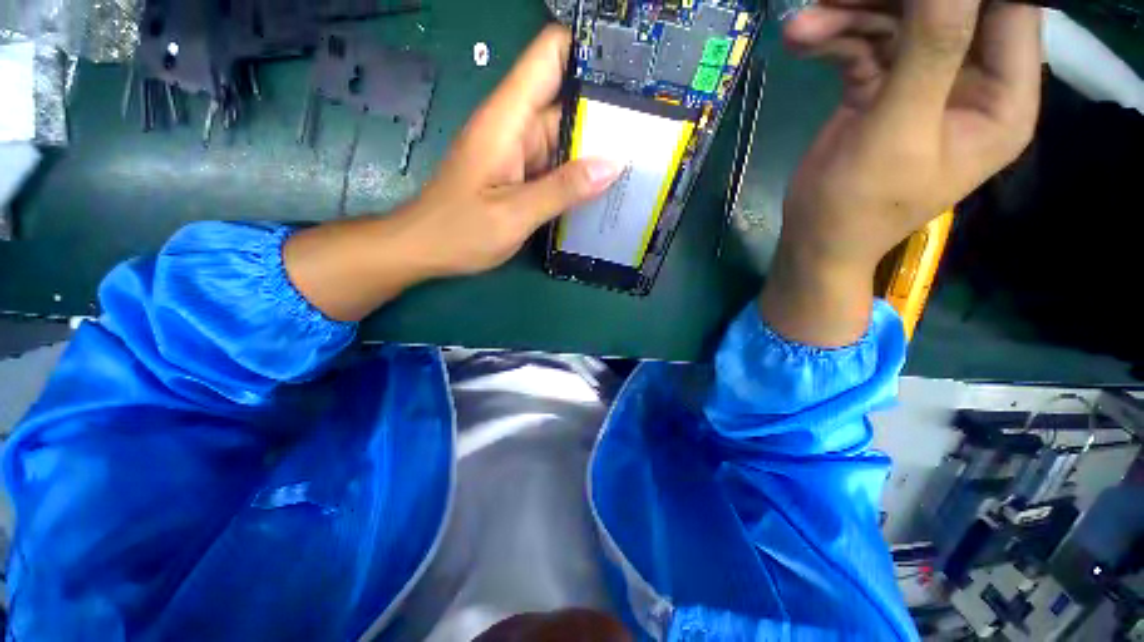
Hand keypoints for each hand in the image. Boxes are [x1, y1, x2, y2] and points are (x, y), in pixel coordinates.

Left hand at [407, 25, 621, 275]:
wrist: (425, 249)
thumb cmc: (460, 231)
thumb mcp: (514, 214)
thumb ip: (562, 190)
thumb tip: (612, 164)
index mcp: (507, 120)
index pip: (549, 57)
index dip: (587, 51)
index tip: (629, 69)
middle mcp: (515, 127)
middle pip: (567, 101)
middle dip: (605, 113)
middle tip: (649, 132)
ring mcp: (518, 152)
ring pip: (565, 137)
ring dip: (595, 149)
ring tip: (636, 162)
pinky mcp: (520, 174)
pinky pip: (556, 165)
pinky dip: (578, 174)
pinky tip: (603, 187)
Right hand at [761, 0, 1040, 345]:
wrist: (814, 239)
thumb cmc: (860, 206)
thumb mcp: (899, 134)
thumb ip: (931, 53)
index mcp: (1001, 99)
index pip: (1009, 12)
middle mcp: (970, 82)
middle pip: (946, 10)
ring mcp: (923, 84)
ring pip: (899, 22)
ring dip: (851, 16)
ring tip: (804, 25)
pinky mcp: (881, 90)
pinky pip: (865, 47)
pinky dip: (834, 41)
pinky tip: (801, 42)